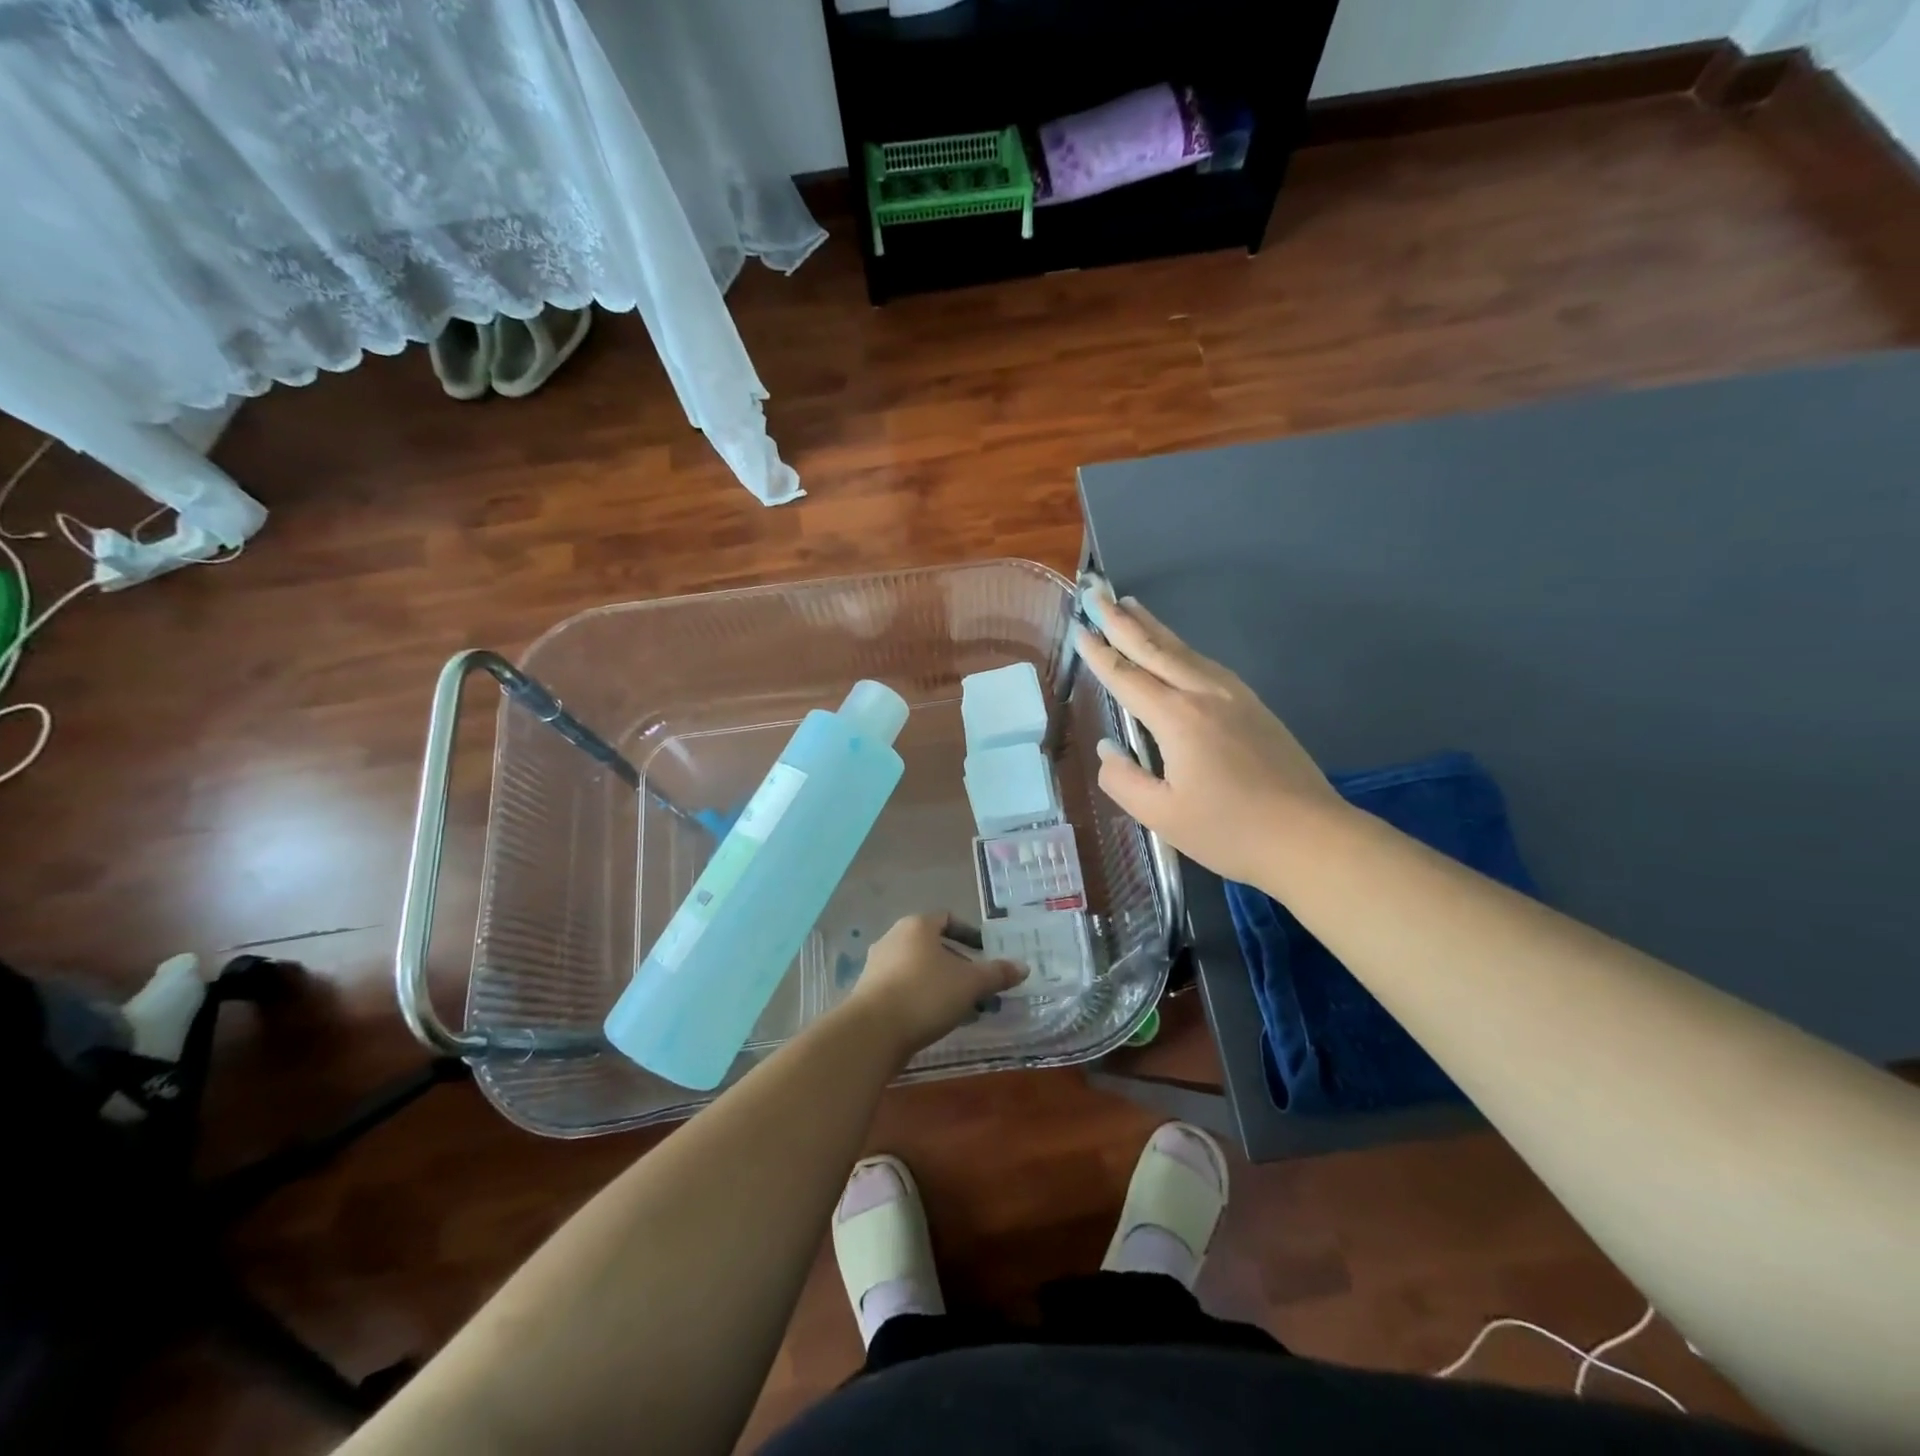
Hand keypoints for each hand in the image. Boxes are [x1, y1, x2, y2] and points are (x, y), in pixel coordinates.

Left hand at [840, 914, 1026, 1060]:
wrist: (872, 1032)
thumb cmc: (925, 994)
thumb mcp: (970, 984)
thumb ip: (997, 974)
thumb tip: (1023, 967)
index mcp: (917, 926)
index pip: (946, 919)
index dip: (968, 934)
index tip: (985, 952)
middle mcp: (893, 939)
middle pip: (933, 946)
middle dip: (959, 966)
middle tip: (980, 987)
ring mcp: (877, 966)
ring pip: (919, 970)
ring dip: (943, 985)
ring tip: (965, 1009)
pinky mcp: (870, 994)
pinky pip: (905, 989)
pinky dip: (924, 998)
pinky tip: (939, 1021)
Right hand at [1078, 597, 1348, 891]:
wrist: (1310, 837)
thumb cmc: (1229, 831)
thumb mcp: (1162, 815)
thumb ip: (1124, 780)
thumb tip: (1109, 749)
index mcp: (1178, 718)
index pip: (1127, 677)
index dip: (1100, 653)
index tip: (1079, 628)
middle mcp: (1205, 694)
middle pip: (1157, 649)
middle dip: (1123, 621)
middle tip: (1098, 594)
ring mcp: (1235, 697)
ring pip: (1185, 651)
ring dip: (1154, 628)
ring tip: (1133, 606)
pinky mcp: (1254, 707)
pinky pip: (1207, 665)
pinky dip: (1182, 649)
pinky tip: (1178, 650)